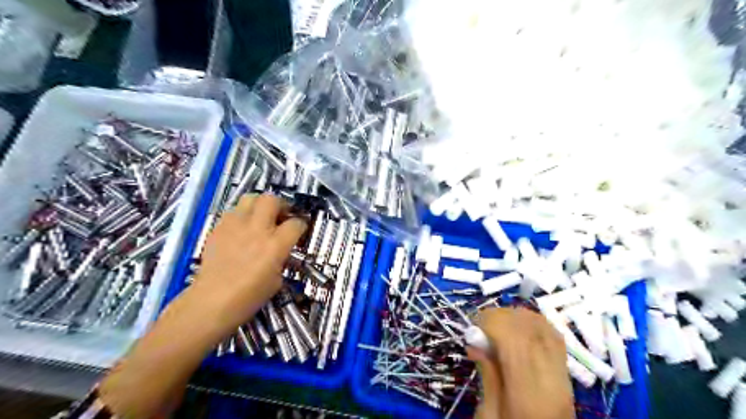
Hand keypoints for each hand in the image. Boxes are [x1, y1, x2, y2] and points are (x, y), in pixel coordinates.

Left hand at [194, 194, 308, 333]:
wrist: (212, 302)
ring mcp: (235, 226)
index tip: (299, 230)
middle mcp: (257, 229)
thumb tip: (281, 249)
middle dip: (281, 205)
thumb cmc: (248, 297)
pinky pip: (233, 211)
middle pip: (272, 200)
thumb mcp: (277, 279)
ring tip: (261, 217)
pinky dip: (242, 215)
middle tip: (281, 215)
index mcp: (276, 245)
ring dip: (260, 205)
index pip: (296, 223)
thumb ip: (281, 258)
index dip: (301, 225)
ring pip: (251, 198)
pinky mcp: (219, 228)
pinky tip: (242, 229)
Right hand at [467, 307, 572, 418]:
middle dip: (501, 316)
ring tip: (497, 325)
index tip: (472, 324)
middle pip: (529, 328)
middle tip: (480, 324)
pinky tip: (518, 328)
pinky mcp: (567, 371)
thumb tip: (475, 342)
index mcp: (529, 394)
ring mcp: (563, 373)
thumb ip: (486, 377)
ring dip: (516, 316)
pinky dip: (533, 323)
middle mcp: (551, 378)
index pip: (515, 339)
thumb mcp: (489, 415)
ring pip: (542, 326)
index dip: (492, 322)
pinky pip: (553, 334)